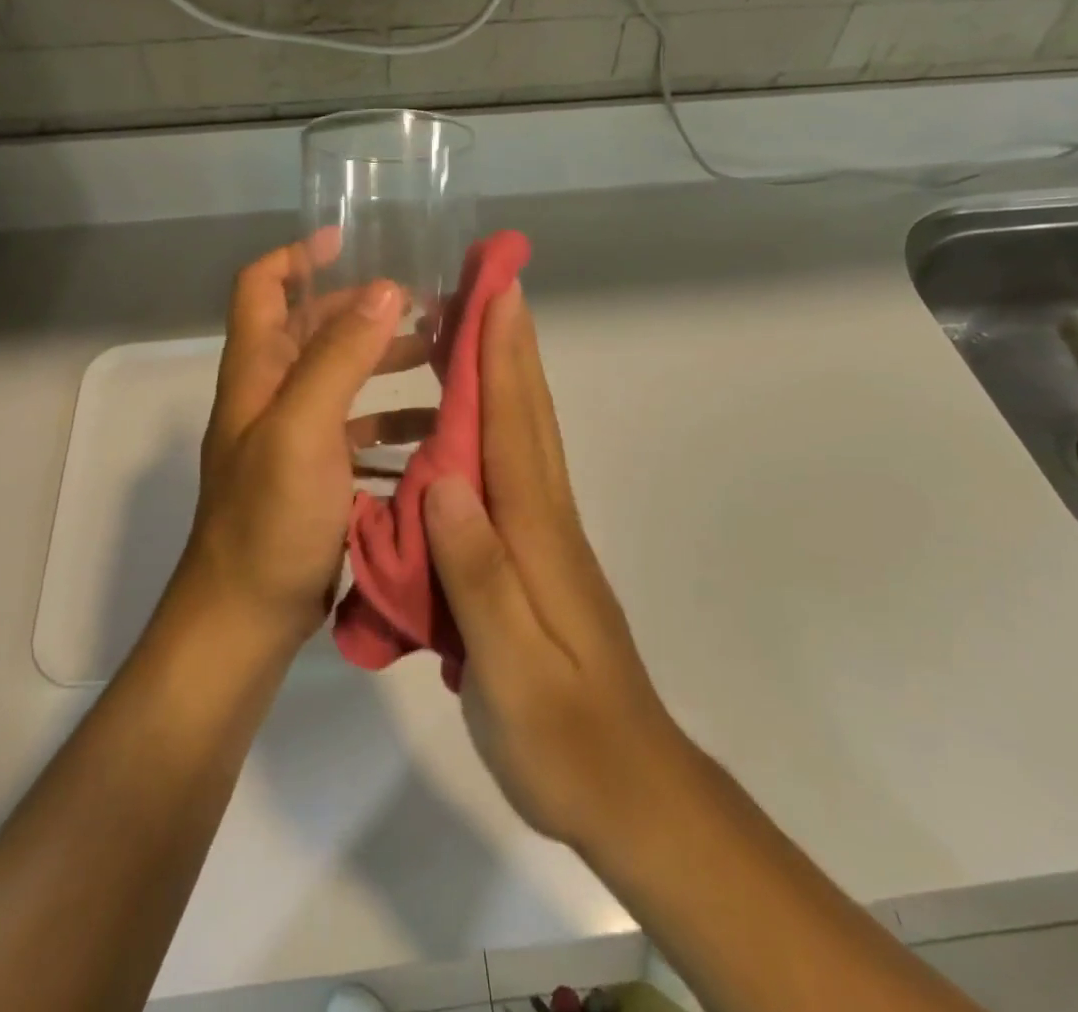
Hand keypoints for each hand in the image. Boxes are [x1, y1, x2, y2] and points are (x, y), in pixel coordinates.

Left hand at [180, 240, 404, 648]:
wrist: (245, 620)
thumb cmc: (269, 519)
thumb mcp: (303, 429)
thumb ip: (340, 356)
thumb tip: (384, 289)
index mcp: (257, 371)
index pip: (262, 287)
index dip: (297, 255)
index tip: (348, 240)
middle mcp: (271, 395)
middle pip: (314, 330)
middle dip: (365, 311)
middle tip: (427, 306)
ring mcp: (293, 437)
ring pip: (342, 380)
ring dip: (386, 363)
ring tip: (442, 358)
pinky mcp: (316, 476)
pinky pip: (357, 432)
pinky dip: (391, 421)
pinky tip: (433, 427)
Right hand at [423, 285, 688, 851]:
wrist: (633, 792)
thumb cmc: (565, 736)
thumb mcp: (510, 666)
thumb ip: (477, 572)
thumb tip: (445, 480)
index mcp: (536, 533)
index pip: (516, 424)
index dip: (504, 354)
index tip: (496, 290)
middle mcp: (546, 519)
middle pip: (528, 414)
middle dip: (510, 344)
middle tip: (489, 286)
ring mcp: (547, 538)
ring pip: (524, 437)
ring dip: (503, 378)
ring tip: (467, 337)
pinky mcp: (539, 559)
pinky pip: (510, 474)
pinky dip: (493, 430)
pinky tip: (463, 433)